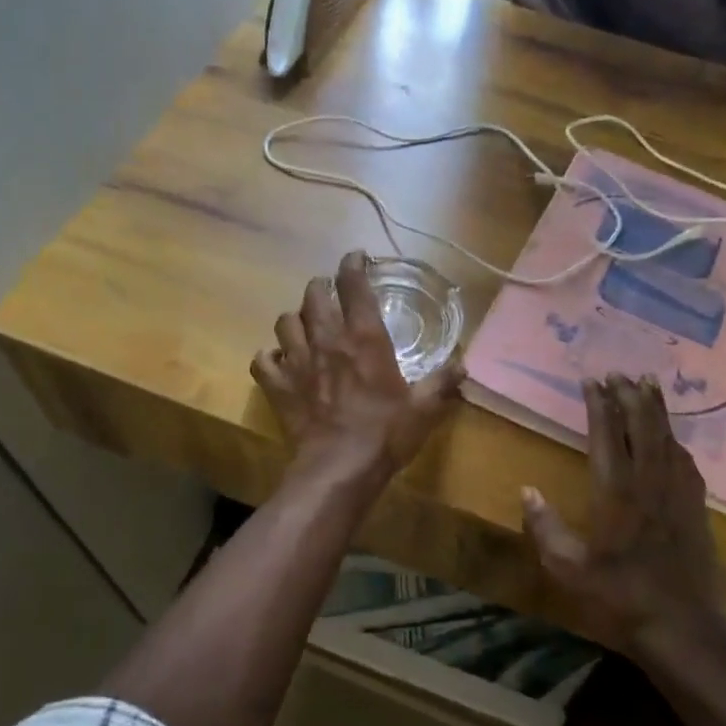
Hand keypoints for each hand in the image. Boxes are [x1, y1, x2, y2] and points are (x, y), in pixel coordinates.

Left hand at [251, 250, 464, 483]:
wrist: (339, 468)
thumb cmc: (385, 432)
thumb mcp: (424, 407)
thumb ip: (443, 382)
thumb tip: (463, 366)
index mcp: (364, 338)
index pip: (354, 285)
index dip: (353, 264)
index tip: (356, 257)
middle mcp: (327, 339)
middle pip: (313, 295)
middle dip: (320, 288)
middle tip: (329, 293)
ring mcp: (297, 361)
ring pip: (285, 322)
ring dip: (295, 319)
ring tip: (304, 326)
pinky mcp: (278, 386)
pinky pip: (262, 360)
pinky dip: (269, 357)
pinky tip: (279, 361)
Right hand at [521, 375, 725, 662]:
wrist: (686, 631)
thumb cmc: (622, 599)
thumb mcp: (570, 570)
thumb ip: (546, 528)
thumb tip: (527, 491)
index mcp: (616, 493)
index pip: (606, 436)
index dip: (600, 405)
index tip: (593, 380)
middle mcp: (650, 484)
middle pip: (642, 427)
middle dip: (632, 396)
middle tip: (622, 372)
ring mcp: (678, 496)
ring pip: (668, 439)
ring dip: (657, 410)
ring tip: (649, 385)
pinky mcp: (697, 511)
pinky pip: (687, 463)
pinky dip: (677, 441)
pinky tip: (674, 439)